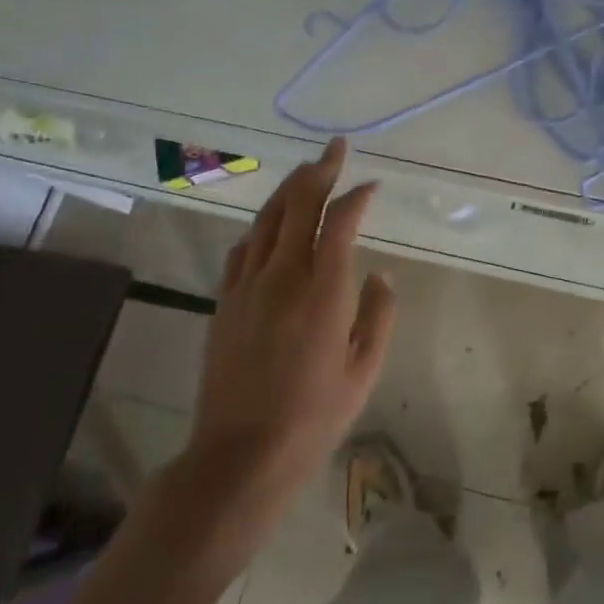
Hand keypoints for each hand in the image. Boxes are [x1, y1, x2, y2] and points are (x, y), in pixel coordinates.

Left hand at [168, 139, 394, 558]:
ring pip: (267, 219)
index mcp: (324, 290)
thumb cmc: (314, 416)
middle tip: (334, 148)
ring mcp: (247, 286)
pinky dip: (262, 226)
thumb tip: (379, 273)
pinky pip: (243, 248)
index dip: (356, 196)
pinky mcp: (224, 301)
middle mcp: (283, 275)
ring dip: (288, 189)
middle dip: (320, 170)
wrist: (241, 455)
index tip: (370, 185)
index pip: (341, 222)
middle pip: (299, 205)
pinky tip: (271, 225)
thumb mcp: (365, 369)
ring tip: (305, 171)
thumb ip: (379, 313)